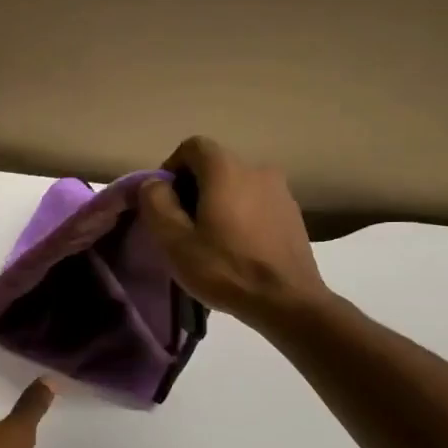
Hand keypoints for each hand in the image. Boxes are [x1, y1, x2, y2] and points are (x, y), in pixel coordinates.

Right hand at [137, 136, 330, 327]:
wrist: (287, 301)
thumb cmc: (225, 269)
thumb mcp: (175, 241)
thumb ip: (156, 204)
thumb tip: (153, 184)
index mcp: (226, 169)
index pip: (192, 146)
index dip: (171, 168)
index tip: (164, 202)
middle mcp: (257, 168)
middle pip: (215, 167)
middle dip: (193, 189)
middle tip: (182, 226)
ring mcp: (280, 191)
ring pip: (237, 187)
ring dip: (218, 205)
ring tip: (210, 241)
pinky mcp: (293, 214)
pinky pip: (256, 204)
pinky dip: (241, 217)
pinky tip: (237, 250)